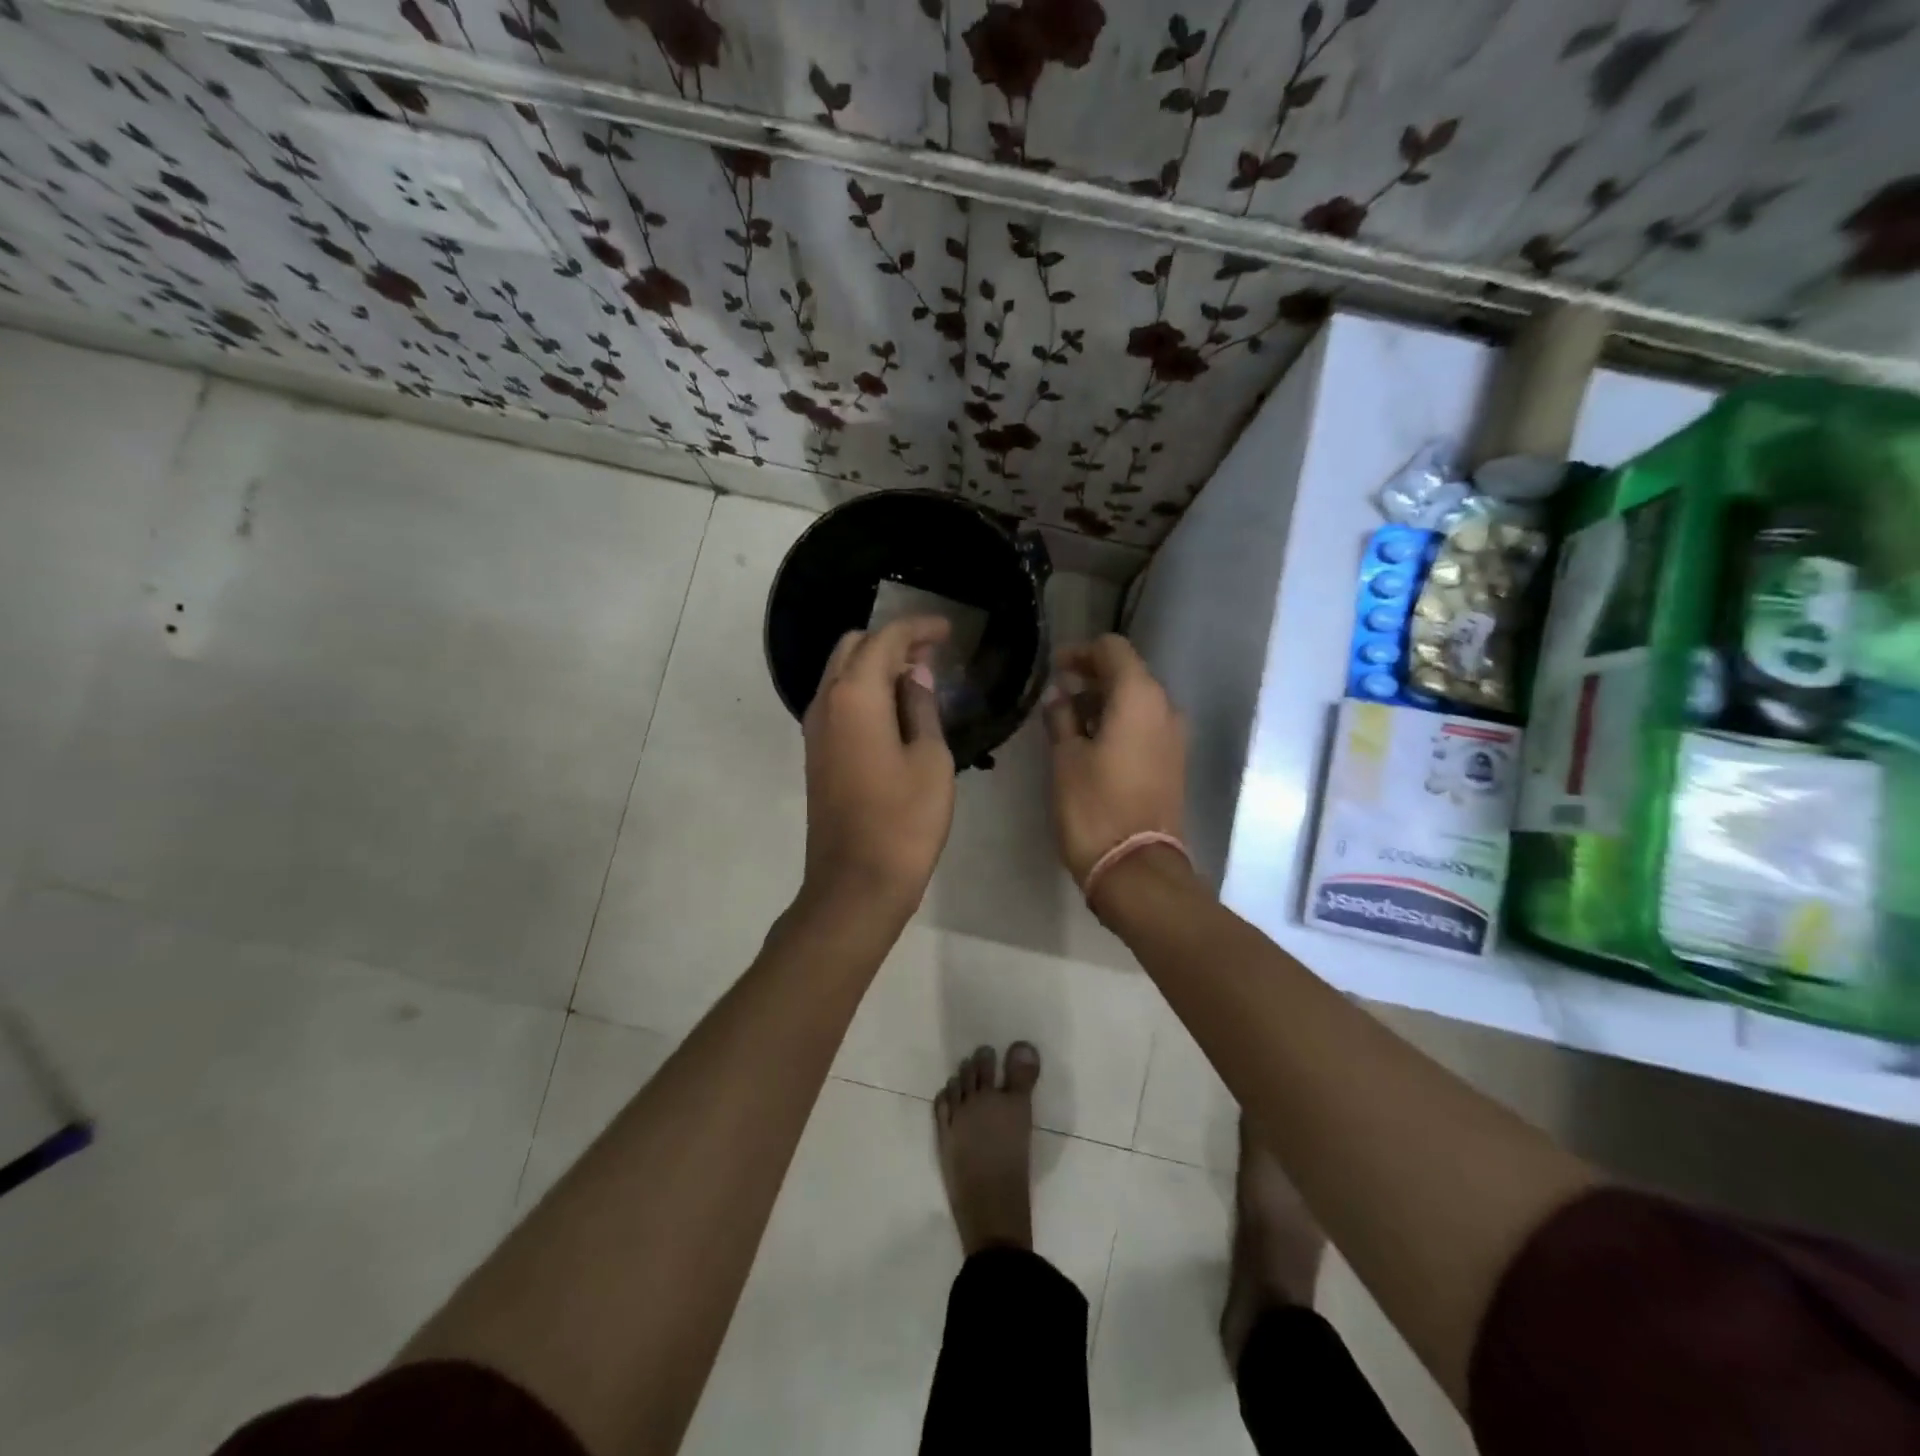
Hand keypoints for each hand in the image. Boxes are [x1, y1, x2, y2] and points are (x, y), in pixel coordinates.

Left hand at [800, 615, 955, 914]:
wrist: (856, 883)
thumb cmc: (904, 821)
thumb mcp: (931, 760)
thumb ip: (921, 708)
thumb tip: (916, 675)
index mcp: (855, 695)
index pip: (885, 639)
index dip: (918, 627)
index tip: (948, 630)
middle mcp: (826, 701)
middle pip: (853, 647)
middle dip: (892, 640)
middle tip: (933, 653)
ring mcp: (815, 728)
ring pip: (841, 672)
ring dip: (876, 664)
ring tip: (919, 677)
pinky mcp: (816, 752)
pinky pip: (838, 700)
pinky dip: (864, 690)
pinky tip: (896, 709)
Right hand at [1042, 634, 1187, 888]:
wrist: (1136, 868)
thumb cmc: (1094, 806)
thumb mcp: (1066, 758)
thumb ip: (1061, 718)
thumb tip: (1060, 698)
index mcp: (1139, 697)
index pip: (1113, 649)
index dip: (1081, 653)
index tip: (1054, 669)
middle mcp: (1165, 708)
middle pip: (1129, 673)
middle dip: (1092, 678)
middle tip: (1057, 696)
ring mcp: (1174, 737)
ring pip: (1138, 702)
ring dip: (1105, 703)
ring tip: (1068, 723)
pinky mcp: (1173, 762)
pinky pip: (1146, 727)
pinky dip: (1120, 724)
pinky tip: (1091, 744)